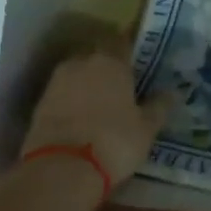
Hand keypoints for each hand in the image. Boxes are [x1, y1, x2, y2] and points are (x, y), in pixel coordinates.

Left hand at [20, 45, 172, 187]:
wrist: (61, 169)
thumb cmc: (114, 141)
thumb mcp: (147, 128)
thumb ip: (159, 106)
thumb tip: (172, 92)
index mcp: (111, 61)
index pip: (121, 42)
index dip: (129, 51)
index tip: (137, 63)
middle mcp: (81, 63)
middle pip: (96, 57)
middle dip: (107, 68)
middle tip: (121, 86)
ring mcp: (56, 82)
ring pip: (77, 75)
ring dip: (87, 85)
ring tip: (100, 105)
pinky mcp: (38, 104)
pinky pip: (62, 94)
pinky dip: (71, 102)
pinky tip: (81, 119)